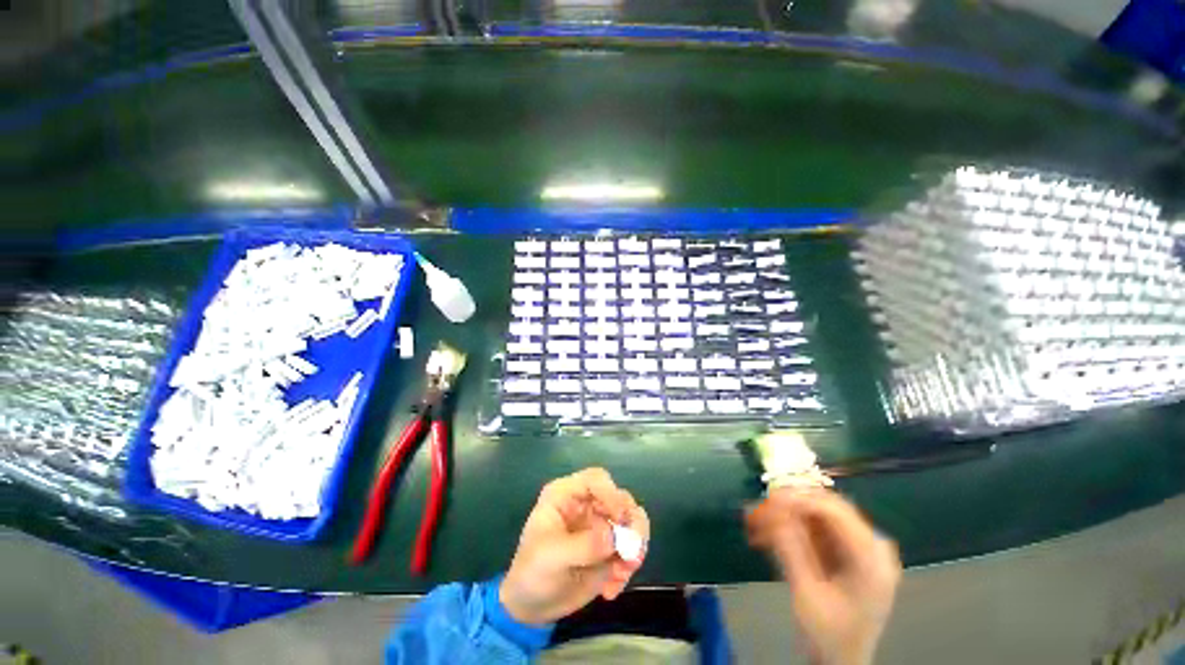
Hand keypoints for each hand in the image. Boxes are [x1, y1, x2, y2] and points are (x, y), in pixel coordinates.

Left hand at [500, 468, 649, 624]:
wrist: (531, 607)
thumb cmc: (532, 572)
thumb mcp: (552, 556)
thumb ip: (584, 545)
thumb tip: (616, 538)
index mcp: (566, 494)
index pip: (596, 479)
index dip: (611, 493)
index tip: (619, 519)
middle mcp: (587, 503)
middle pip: (621, 498)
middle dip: (632, 523)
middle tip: (633, 553)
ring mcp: (600, 524)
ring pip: (632, 521)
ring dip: (635, 547)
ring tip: (623, 573)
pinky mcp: (609, 547)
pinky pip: (631, 548)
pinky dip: (628, 568)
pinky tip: (611, 589)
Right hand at [746, 489, 900, 664]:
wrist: (840, 662)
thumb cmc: (828, 636)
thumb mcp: (806, 595)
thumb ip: (791, 549)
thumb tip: (771, 510)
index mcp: (871, 559)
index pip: (835, 512)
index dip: (798, 499)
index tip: (767, 499)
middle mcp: (870, 546)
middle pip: (825, 508)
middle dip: (788, 505)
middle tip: (757, 510)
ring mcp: (859, 547)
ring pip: (816, 514)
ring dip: (785, 515)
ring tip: (756, 522)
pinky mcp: (845, 550)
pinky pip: (814, 526)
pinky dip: (790, 527)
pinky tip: (768, 533)